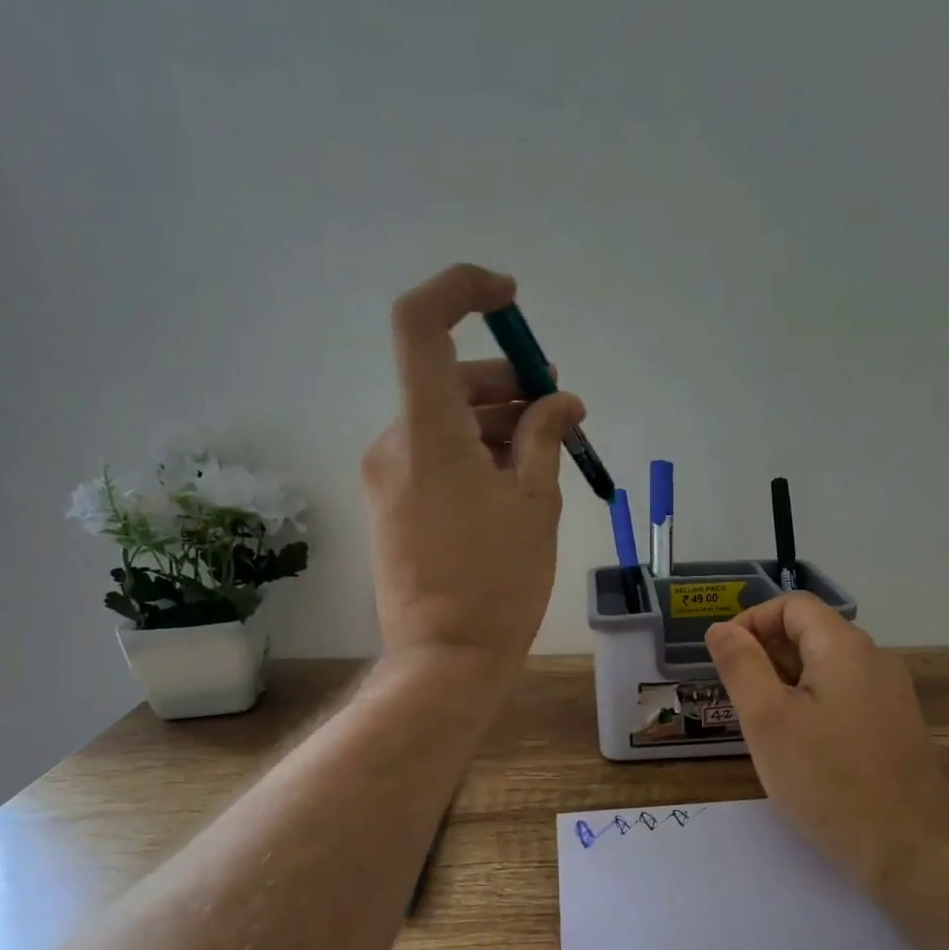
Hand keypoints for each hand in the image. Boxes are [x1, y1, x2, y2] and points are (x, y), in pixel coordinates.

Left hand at [363, 264, 584, 675]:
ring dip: (496, 421)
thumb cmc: (499, 581)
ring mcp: (387, 476)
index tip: (510, 300)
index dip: (462, 291)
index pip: (420, 324)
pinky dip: (474, 452)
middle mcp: (394, 441)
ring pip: (443, 420)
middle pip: (446, 378)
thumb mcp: (535, 502)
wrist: (446, 658)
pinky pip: (434, 455)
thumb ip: (545, 437)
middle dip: (507, 382)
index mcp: (427, 431)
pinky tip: (514, 480)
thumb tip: (561, 402)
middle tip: (558, 405)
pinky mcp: (391, 505)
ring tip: (547, 449)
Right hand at [705, 594, 948, 887]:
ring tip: (762, 726)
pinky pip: (844, 695)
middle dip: (765, 655)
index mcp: (845, 647)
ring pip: (825, 667)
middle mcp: (874, 659)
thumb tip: (721, 628)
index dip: (751, 622)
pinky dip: (811, 704)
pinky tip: (798, 746)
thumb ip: (741, 665)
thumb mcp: (767, 720)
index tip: (725, 661)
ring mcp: (890, 694)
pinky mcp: (894, 726)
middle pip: (811, 633)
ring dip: (785, 682)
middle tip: (738, 700)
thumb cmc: (828, 780)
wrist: (908, 849)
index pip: (792, 605)